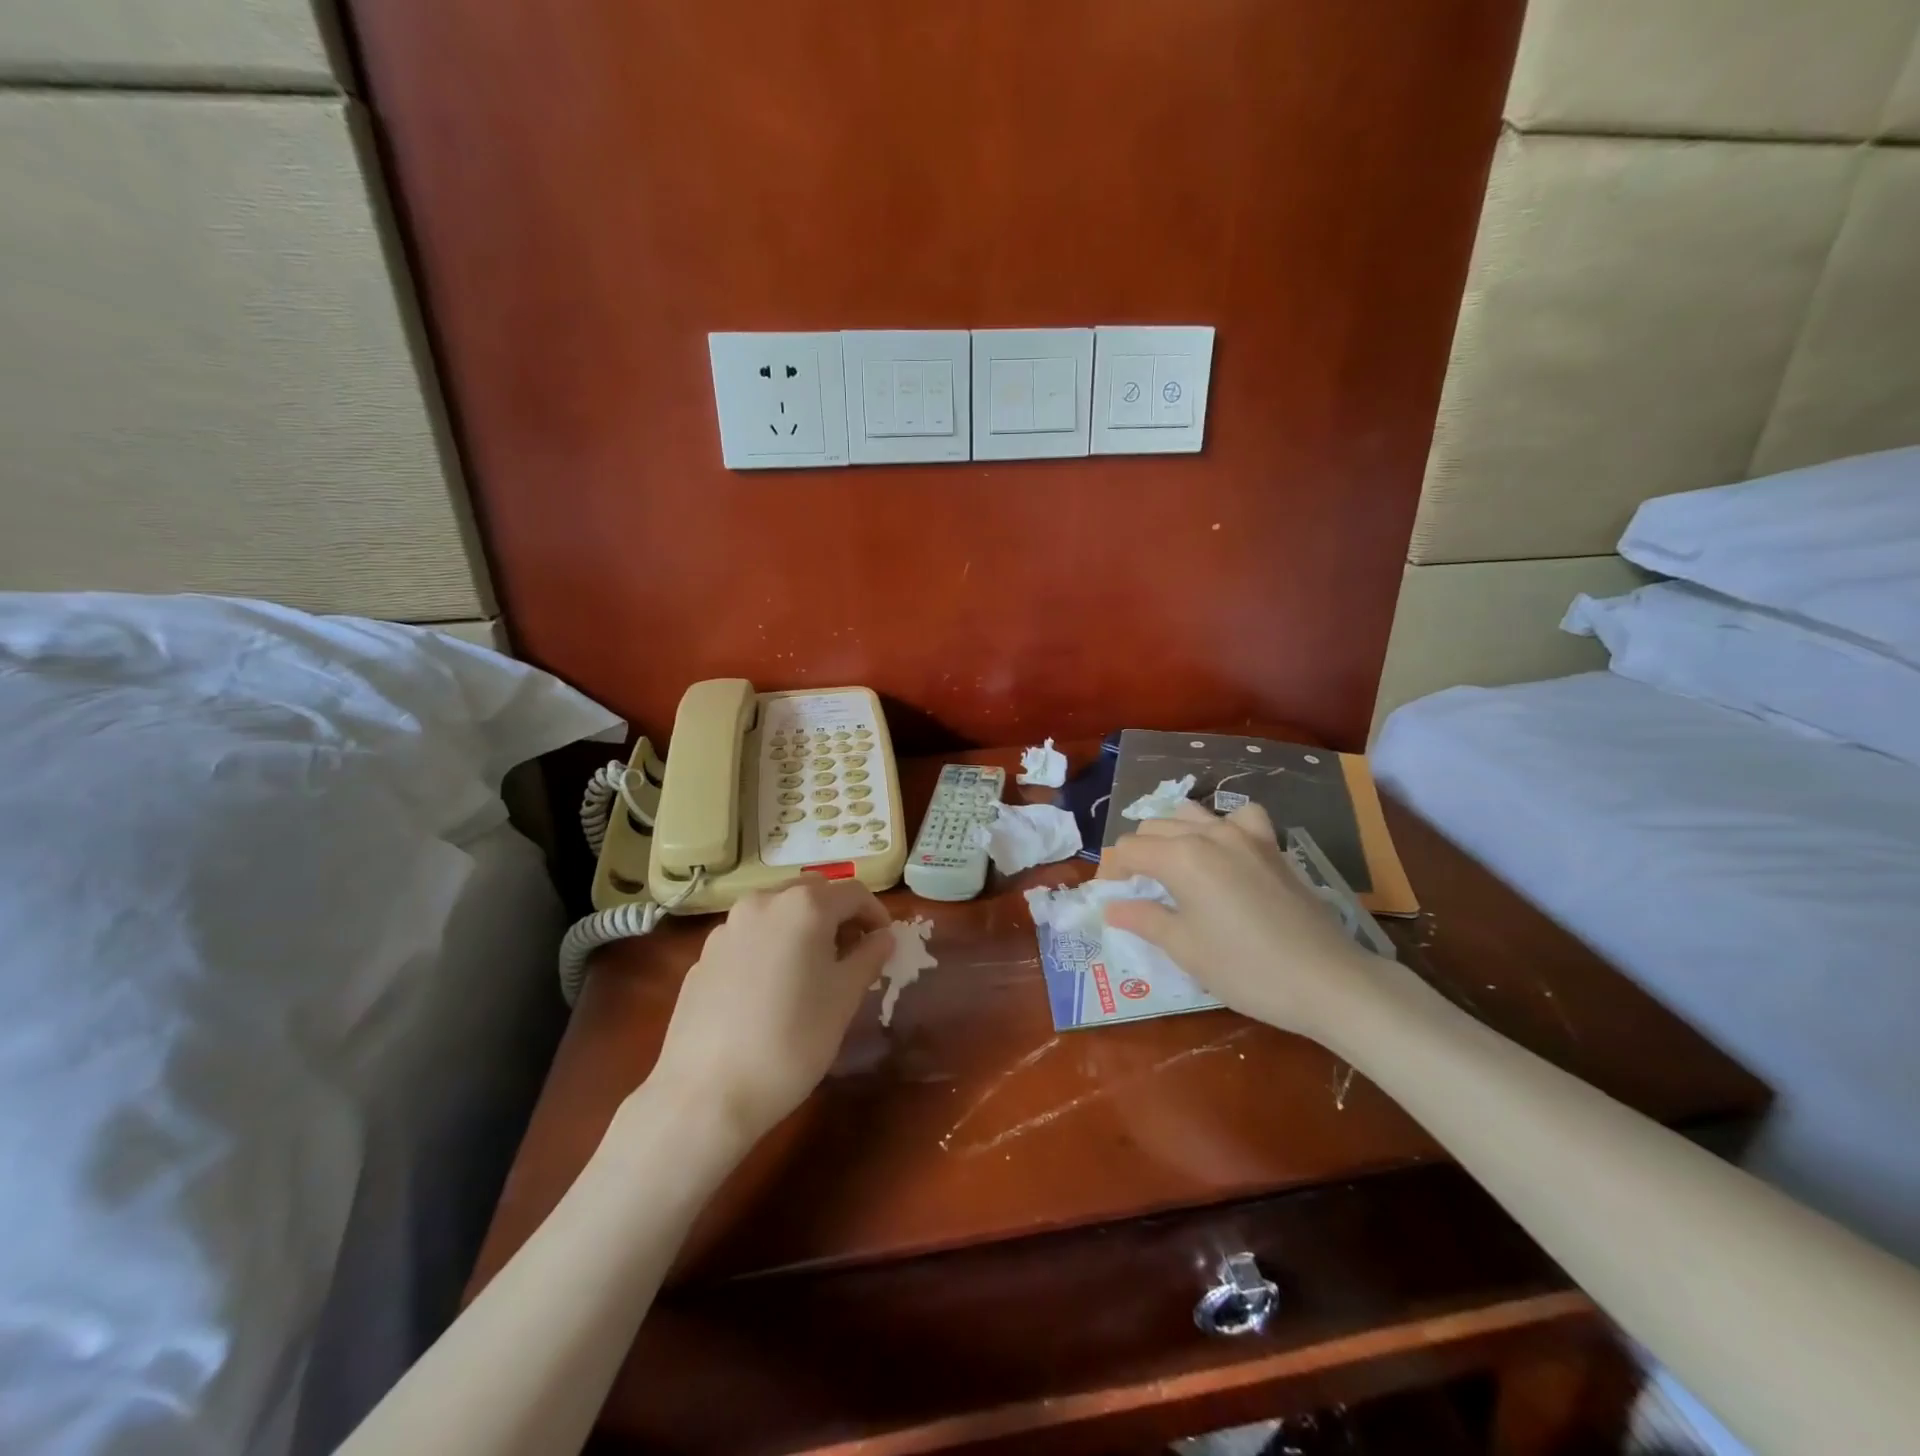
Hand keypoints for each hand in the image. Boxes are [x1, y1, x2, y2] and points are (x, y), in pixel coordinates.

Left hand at [648, 878, 893, 1147]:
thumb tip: (882, 937)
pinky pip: (749, 936)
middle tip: (851, 952)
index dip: (875, 914)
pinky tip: (771, 989)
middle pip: (812, 892)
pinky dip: (770, 946)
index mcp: (804, 906)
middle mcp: (764, 902)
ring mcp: (727, 927)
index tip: (885, 943)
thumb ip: (868, 957)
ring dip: (801, 927)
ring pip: (777, 910)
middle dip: (837, 914)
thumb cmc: (792, 1040)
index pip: (853, 893)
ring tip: (811, 969)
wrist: (706, 1093)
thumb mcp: (845, 998)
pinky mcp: (704, 955)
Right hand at [1101, 802, 1385, 1041]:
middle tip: (1136, 890)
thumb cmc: (1246, 969)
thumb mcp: (1185, 949)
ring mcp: (1245, 835)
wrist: (1327, 980)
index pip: (1128, 850)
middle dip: (1137, 853)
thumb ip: (1143, 919)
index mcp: (1180, 857)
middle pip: (1154, 827)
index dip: (1112, 873)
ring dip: (1171, 834)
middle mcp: (1208, 834)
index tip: (1110, 899)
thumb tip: (1111, 908)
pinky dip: (1222, 825)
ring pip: (1191, 814)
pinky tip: (1223, 850)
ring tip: (1171, 866)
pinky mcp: (1272, 845)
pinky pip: (1239, 817)